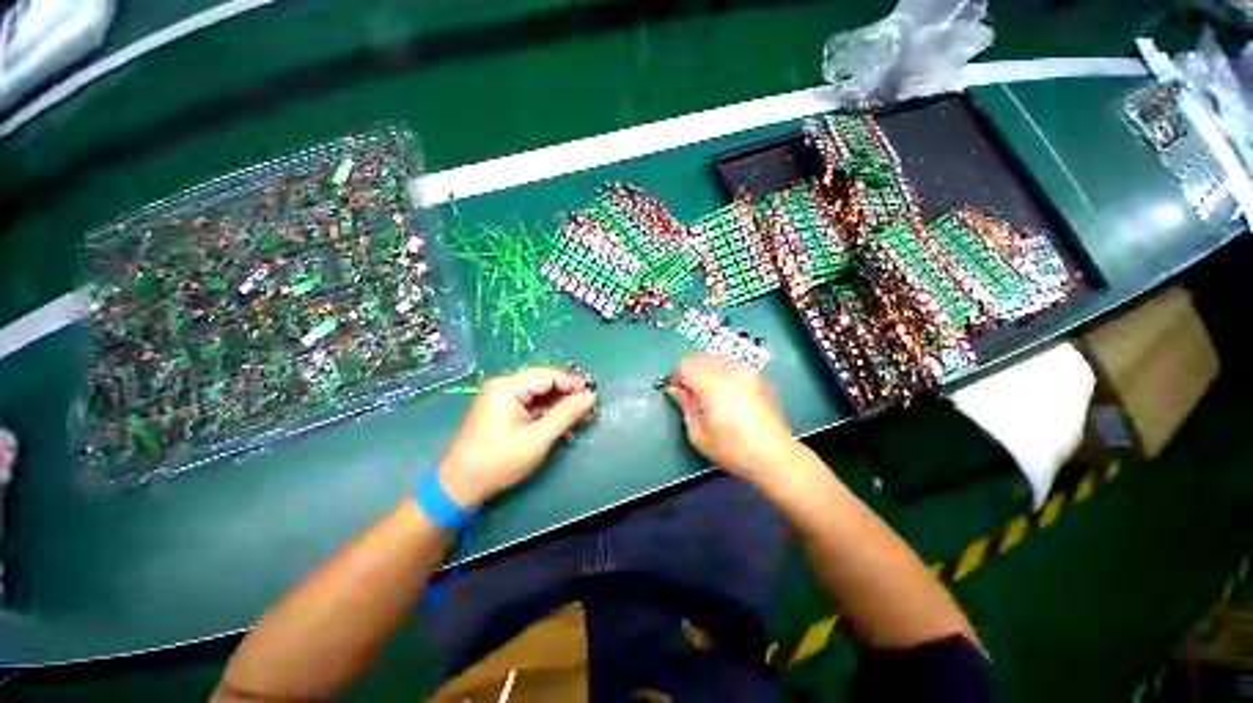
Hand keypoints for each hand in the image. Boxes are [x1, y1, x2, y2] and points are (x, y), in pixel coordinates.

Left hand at [438, 367, 595, 507]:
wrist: (458, 487)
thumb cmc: (499, 460)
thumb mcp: (538, 438)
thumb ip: (566, 414)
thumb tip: (590, 396)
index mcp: (508, 387)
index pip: (548, 375)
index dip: (572, 384)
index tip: (592, 396)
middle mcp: (503, 386)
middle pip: (543, 382)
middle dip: (566, 394)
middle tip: (588, 408)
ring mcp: (500, 398)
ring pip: (538, 394)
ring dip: (558, 404)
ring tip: (579, 416)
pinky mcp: (501, 411)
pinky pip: (530, 404)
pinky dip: (546, 412)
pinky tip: (560, 421)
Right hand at [666, 354, 796, 483]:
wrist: (774, 456)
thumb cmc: (732, 449)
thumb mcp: (698, 432)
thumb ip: (685, 404)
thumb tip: (675, 389)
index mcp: (712, 383)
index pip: (685, 364)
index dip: (676, 377)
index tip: (676, 393)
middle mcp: (729, 370)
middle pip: (699, 357)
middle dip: (690, 372)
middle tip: (690, 394)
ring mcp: (746, 370)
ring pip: (715, 358)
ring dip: (706, 370)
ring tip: (709, 394)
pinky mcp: (758, 376)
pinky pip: (731, 365)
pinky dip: (722, 372)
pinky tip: (726, 393)